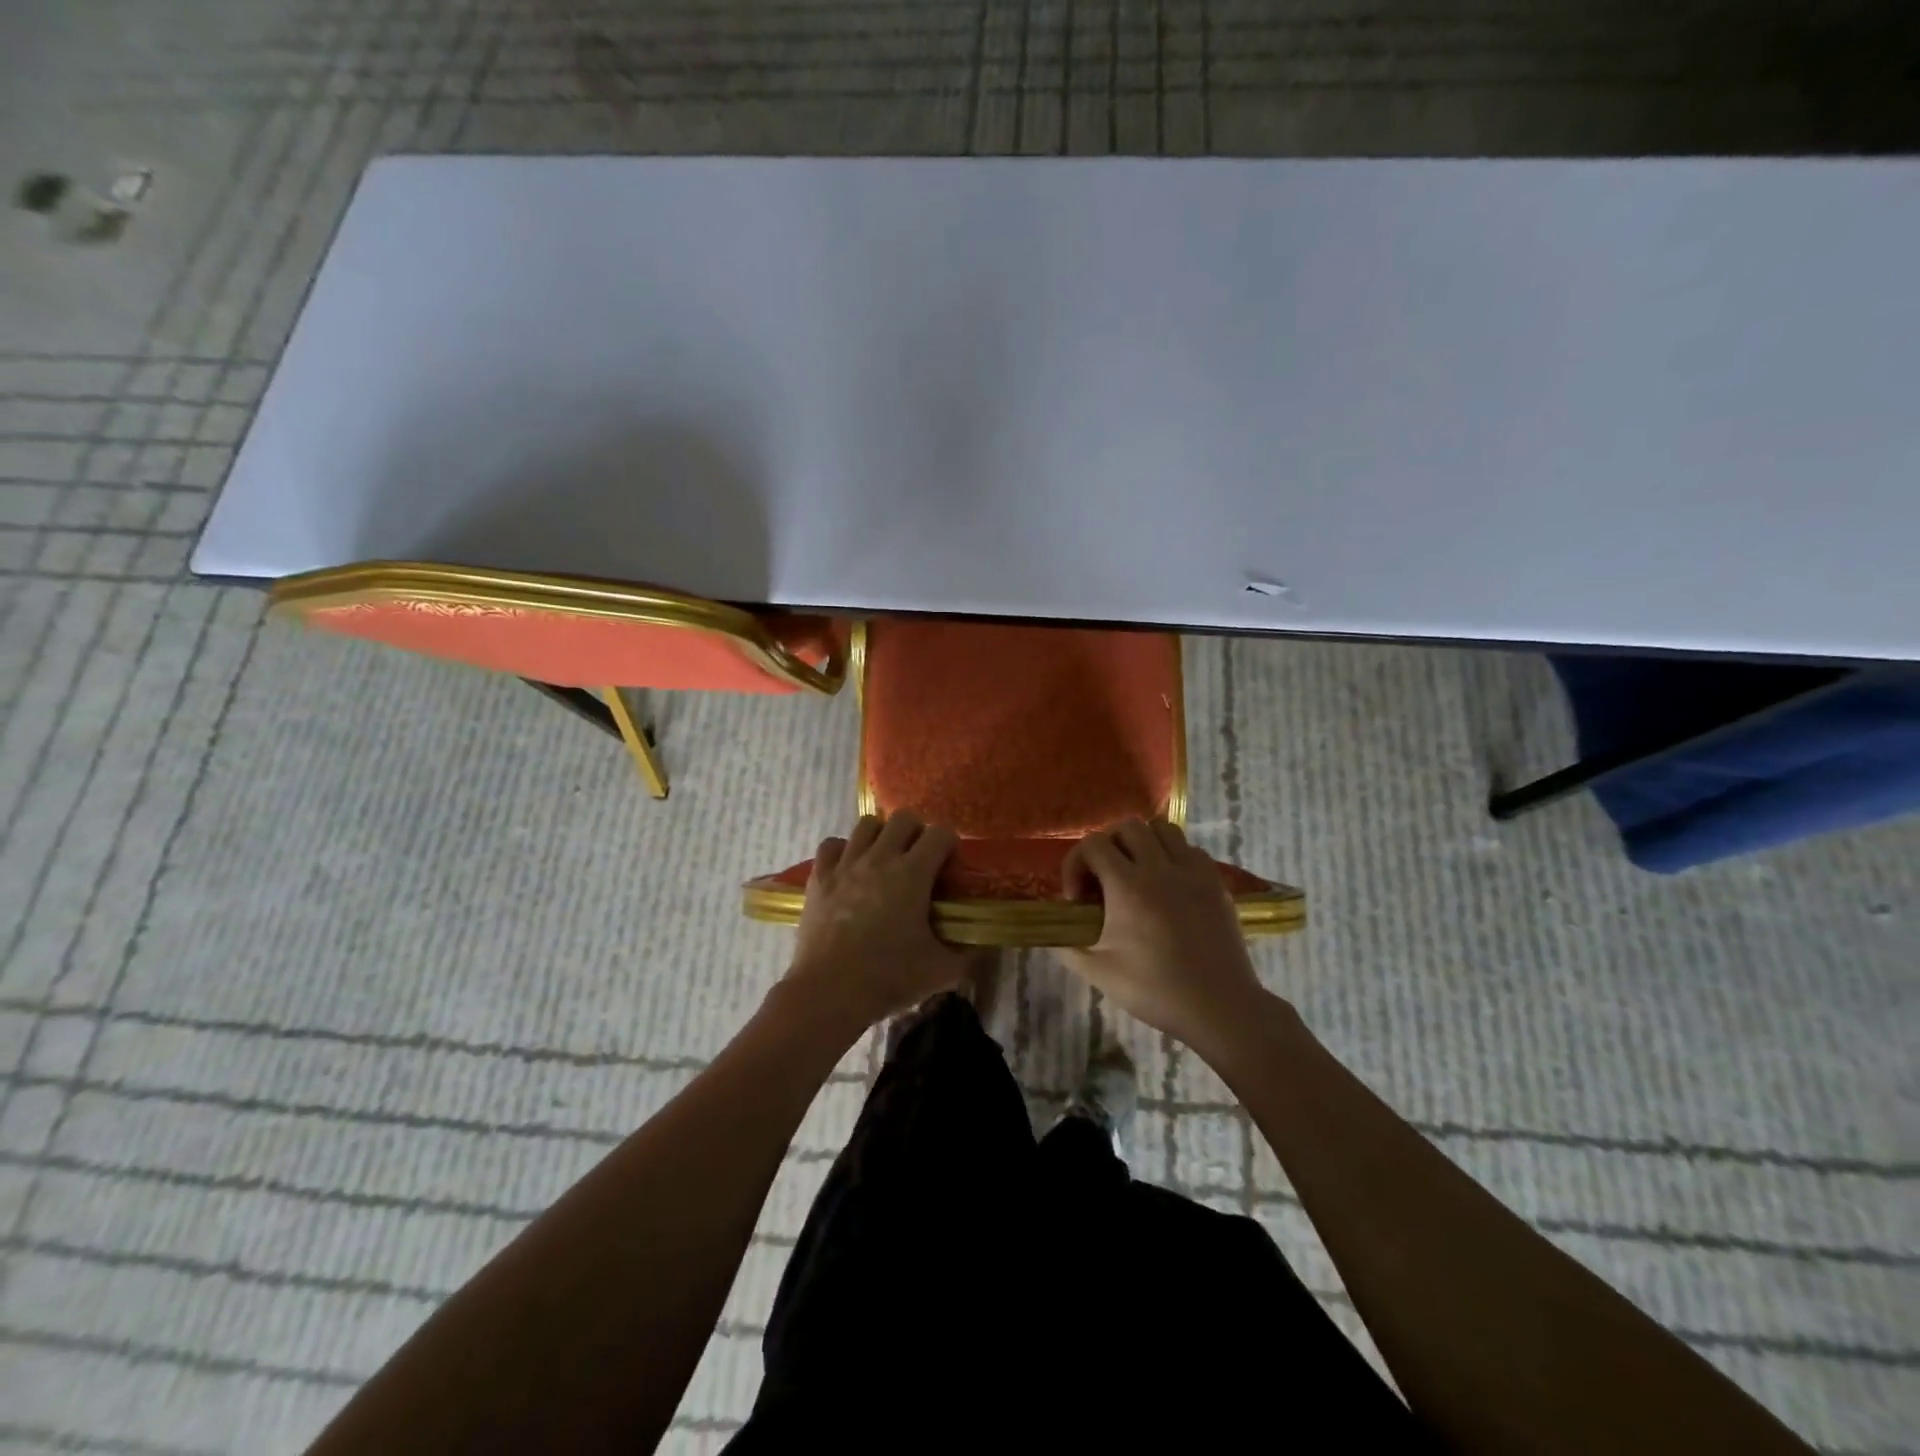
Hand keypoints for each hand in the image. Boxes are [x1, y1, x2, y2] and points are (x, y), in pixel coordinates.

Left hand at [782, 812, 967, 1030]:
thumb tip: (981, 946)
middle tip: (919, 859)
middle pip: (903, 818)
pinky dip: (843, 850)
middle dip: (917, 832)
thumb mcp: (941, 971)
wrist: (829, 992)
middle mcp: (879, 858)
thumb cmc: (888, 978)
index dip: (949, 845)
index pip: (940, 834)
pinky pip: (832, 845)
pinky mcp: (819, 877)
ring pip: (866, 824)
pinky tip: (849, 869)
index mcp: (912, 874)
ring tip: (885, 859)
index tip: (949, 865)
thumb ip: (967, 954)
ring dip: (881, 836)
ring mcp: (845, 864)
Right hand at [1056, 818, 1268, 1053]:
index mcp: (1128, 886)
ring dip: (1143, 843)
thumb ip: (1066, 946)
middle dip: (1108, 845)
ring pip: (1163, 830)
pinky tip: (1169, 886)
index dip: (1076, 864)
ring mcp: (1193, 871)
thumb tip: (1049, 932)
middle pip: (1128, 827)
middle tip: (1105, 878)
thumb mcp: (1099, 973)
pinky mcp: (1216, 882)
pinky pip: (1190, 850)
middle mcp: (1160, 867)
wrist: (1220, 1007)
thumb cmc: (1155, 990)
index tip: (1078, 899)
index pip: (1093, 844)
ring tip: (1138, 873)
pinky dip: (1174, 857)